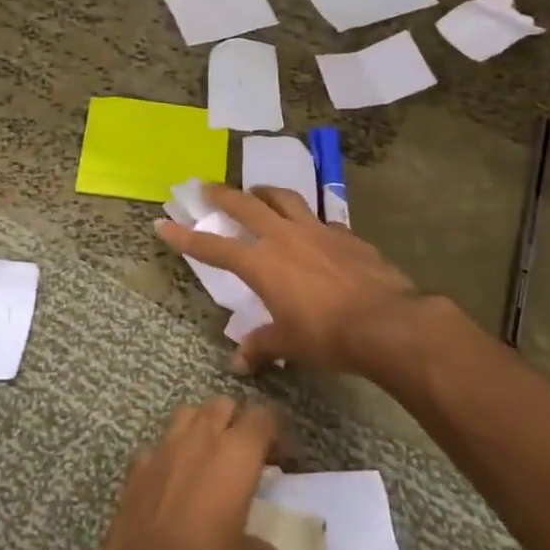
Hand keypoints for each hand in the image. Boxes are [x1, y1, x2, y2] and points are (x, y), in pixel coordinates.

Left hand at [96, 397, 283, 549]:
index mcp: (235, 456)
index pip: (263, 418)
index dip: (277, 433)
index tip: (286, 461)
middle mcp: (199, 440)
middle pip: (223, 405)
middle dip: (239, 422)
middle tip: (250, 456)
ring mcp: (163, 449)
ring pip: (188, 414)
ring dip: (203, 426)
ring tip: (213, 458)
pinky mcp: (136, 467)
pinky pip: (158, 445)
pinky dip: (170, 454)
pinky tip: (175, 480)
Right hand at [157, 183, 443, 376]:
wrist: (387, 323)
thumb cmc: (327, 335)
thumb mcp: (288, 343)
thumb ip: (261, 346)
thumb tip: (238, 363)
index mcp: (260, 263)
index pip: (212, 246)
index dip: (185, 236)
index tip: (162, 223)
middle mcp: (283, 237)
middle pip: (245, 204)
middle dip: (221, 194)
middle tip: (207, 186)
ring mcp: (316, 230)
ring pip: (283, 198)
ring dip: (264, 192)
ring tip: (257, 192)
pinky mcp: (345, 234)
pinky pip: (319, 218)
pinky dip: (307, 219)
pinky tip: (312, 230)